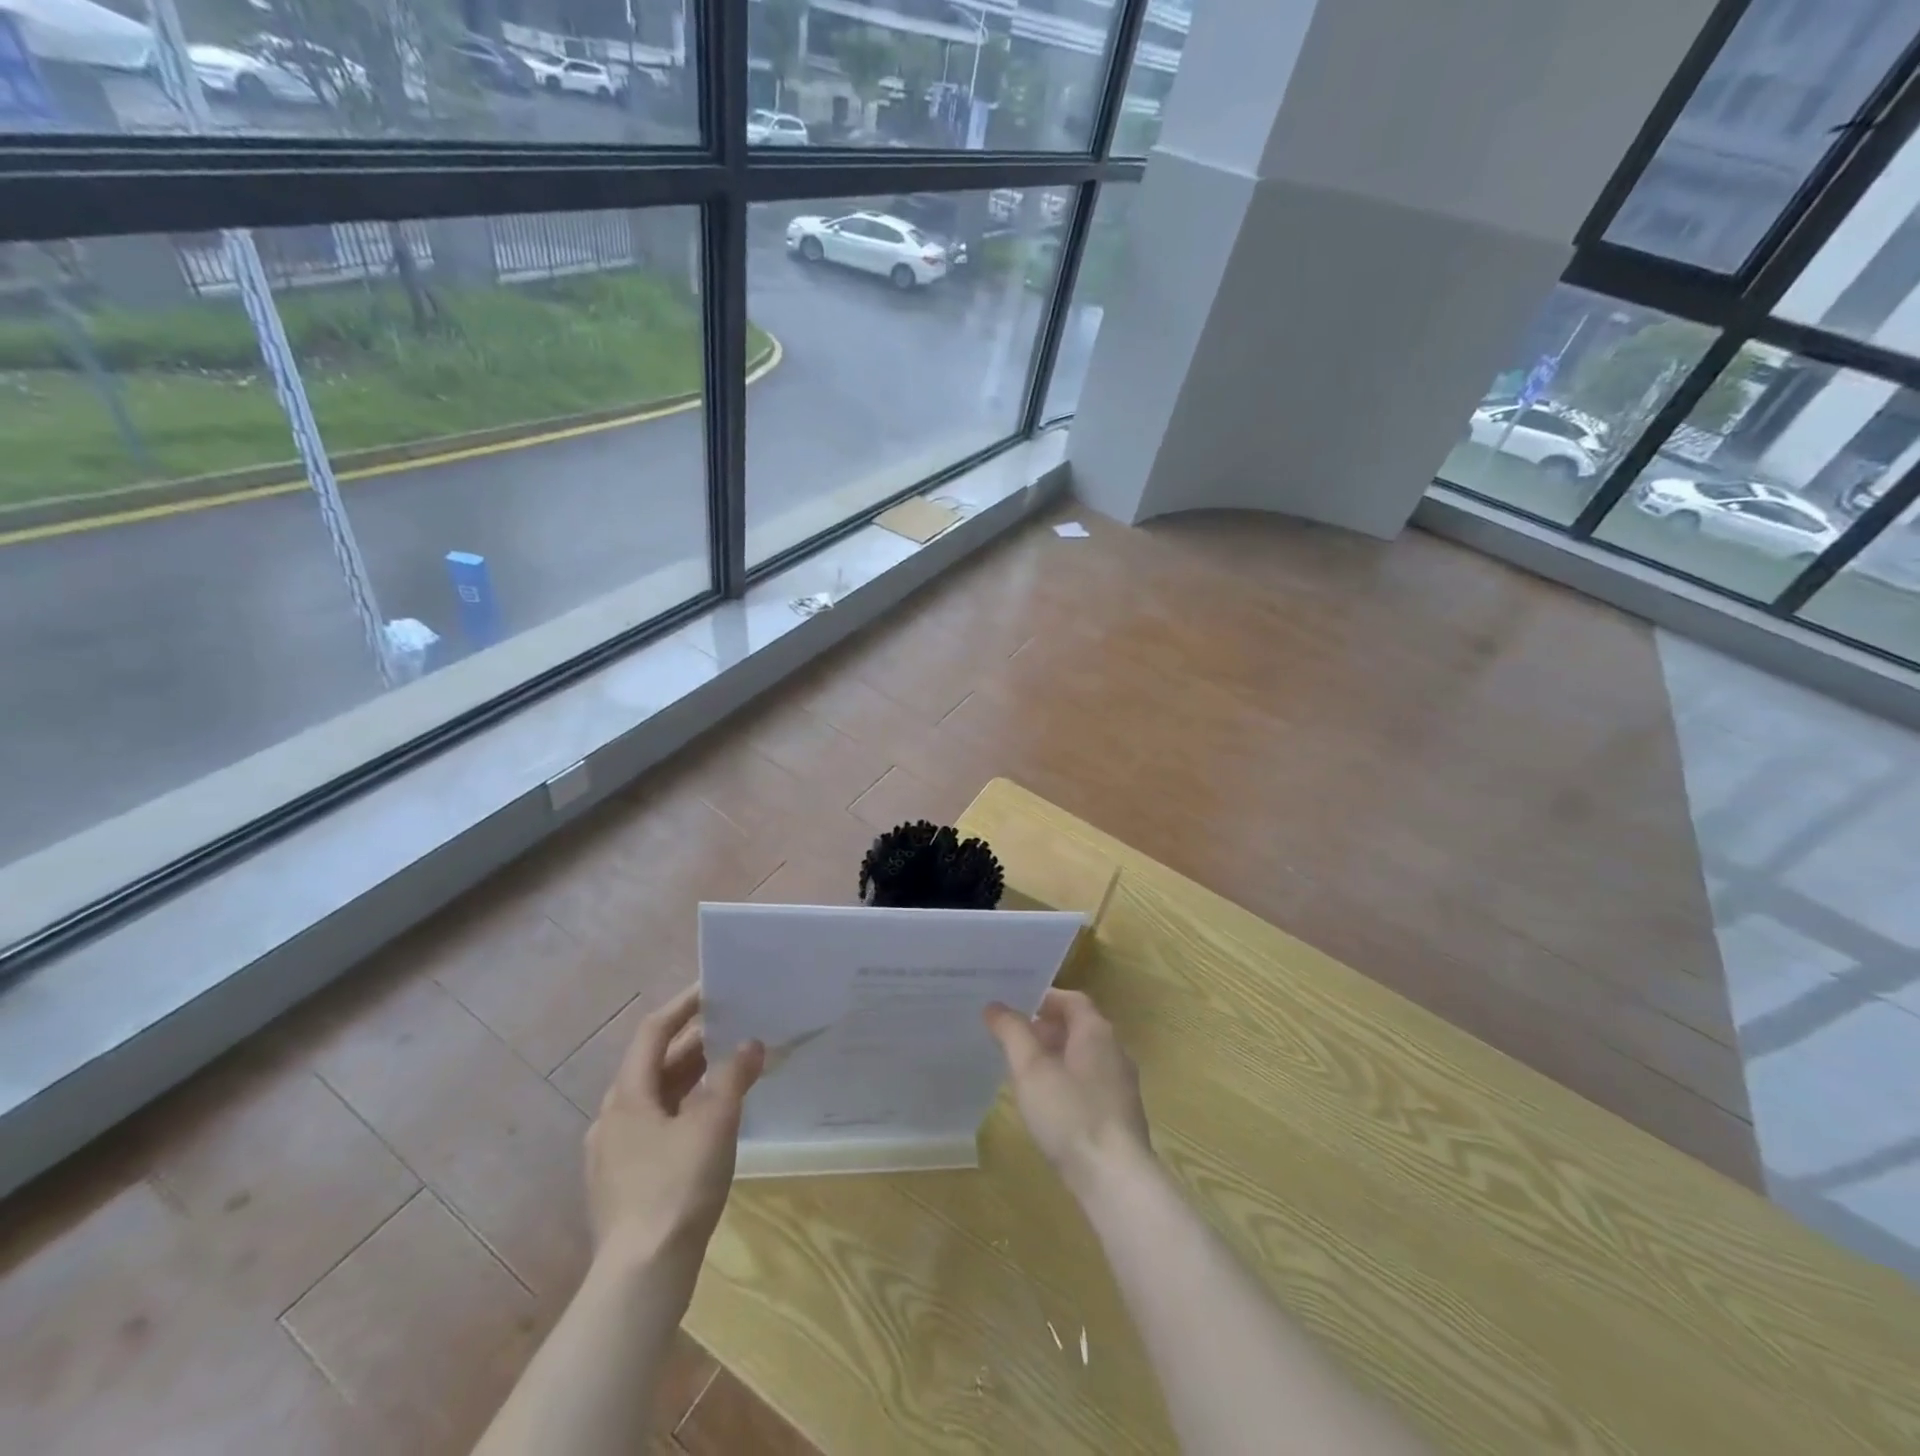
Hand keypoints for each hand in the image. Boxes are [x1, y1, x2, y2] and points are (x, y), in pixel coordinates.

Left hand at [585, 985, 764, 1275]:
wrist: (641, 1277)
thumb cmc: (676, 1187)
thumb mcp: (714, 1122)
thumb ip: (733, 1076)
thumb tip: (750, 1044)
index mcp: (627, 1096)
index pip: (652, 1032)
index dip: (683, 1006)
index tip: (713, 989)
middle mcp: (613, 1118)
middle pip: (654, 1066)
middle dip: (694, 1044)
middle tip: (734, 1028)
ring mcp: (613, 1155)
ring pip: (656, 1099)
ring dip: (691, 1079)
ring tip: (730, 1070)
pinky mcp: (623, 1184)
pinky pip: (656, 1128)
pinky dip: (684, 1111)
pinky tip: (711, 1123)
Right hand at [984, 989, 1150, 1191]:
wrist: (1115, 1178)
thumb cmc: (1069, 1113)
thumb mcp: (1030, 1069)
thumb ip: (1012, 1032)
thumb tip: (996, 1006)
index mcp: (1096, 1032)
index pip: (1072, 1000)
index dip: (1044, 999)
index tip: (1016, 1006)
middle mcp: (1115, 1051)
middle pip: (1079, 1027)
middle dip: (1046, 1029)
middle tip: (1014, 1039)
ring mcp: (1122, 1085)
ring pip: (1085, 1057)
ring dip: (1057, 1056)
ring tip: (1025, 1072)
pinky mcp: (1122, 1115)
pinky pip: (1091, 1084)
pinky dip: (1069, 1082)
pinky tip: (1049, 1105)